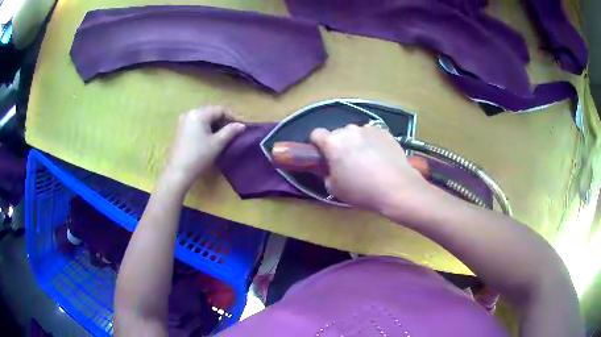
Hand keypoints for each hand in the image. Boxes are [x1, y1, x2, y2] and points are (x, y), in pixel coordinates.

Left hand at [165, 106, 244, 188]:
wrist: (179, 172)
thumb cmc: (199, 156)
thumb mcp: (218, 143)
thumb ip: (231, 131)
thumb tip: (241, 125)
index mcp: (199, 114)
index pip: (220, 110)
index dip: (233, 116)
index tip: (242, 126)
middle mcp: (190, 113)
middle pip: (211, 112)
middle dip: (223, 119)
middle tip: (233, 130)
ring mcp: (183, 121)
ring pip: (203, 117)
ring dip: (214, 123)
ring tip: (223, 134)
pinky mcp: (180, 129)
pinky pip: (196, 123)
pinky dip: (205, 127)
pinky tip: (210, 136)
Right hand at [310, 125, 427, 212]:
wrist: (396, 187)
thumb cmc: (362, 191)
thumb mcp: (334, 189)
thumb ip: (326, 174)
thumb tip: (330, 168)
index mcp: (332, 142)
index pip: (316, 134)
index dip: (317, 144)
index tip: (323, 156)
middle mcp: (349, 130)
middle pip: (337, 134)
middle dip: (339, 145)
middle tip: (347, 162)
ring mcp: (368, 129)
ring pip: (355, 133)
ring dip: (356, 142)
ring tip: (367, 159)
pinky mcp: (384, 131)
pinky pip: (372, 134)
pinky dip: (372, 142)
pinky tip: (380, 157)